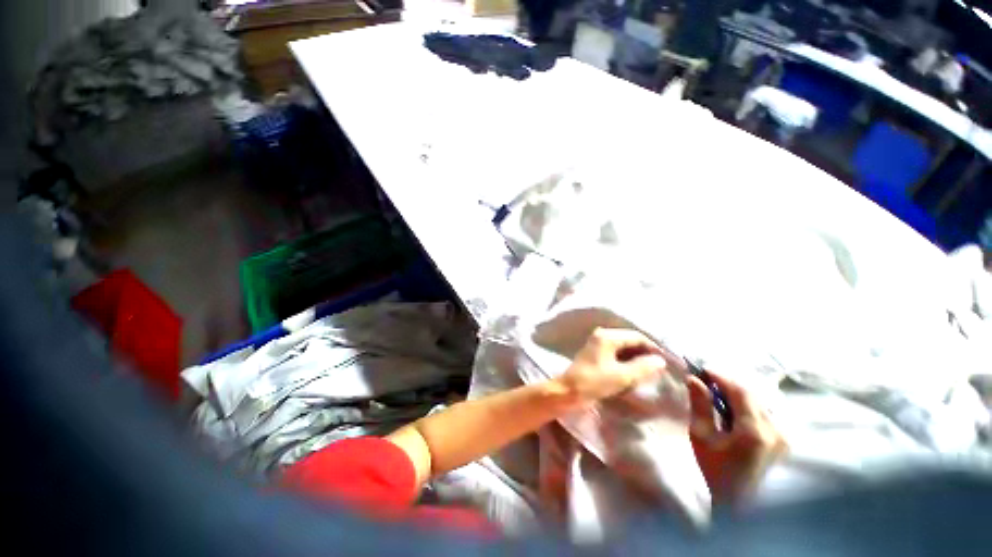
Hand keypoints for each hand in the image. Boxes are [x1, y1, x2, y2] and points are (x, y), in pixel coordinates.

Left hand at [554, 328, 667, 408]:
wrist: (569, 391)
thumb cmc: (594, 382)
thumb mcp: (622, 376)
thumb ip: (643, 367)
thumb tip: (660, 360)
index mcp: (607, 336)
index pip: (636, 336)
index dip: (653, 347)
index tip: (666, 361)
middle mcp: (602, 335)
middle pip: (630, 340)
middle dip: (645, 352)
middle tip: (660, 367)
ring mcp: (598, 343)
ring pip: (623, 347)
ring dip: (636, 357)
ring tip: (650, 370)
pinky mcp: (596, 353)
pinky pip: (616, 352)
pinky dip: (627, 360)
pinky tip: (635, 371)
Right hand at [687, 370, 785, 502]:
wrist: (738, 503)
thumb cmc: (715, 470)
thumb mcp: (701, 436)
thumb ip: (700, 405)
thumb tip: (693, 379)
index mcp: (754, 431)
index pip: (740, 392)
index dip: (721, 377)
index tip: (702, 370)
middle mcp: (775, 431)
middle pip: (752, 395)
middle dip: (728, 385)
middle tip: (706, 380)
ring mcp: (783, 436)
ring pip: (760, 402)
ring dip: (738, 394)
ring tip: (717, 394)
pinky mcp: (784, 440)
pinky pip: (765, 412)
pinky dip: (747, 405)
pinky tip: (733, 409)